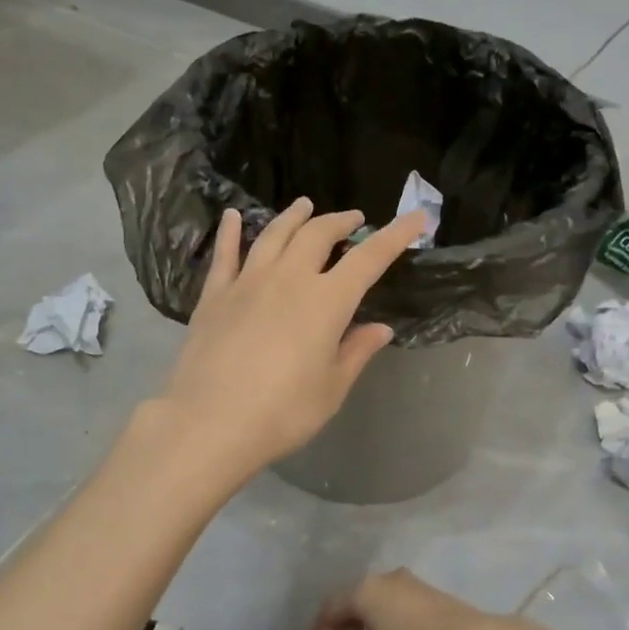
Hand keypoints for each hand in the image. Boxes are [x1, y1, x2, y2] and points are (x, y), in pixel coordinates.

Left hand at [155, 200, 425, 480]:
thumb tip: (380, 328)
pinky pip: (225, 255)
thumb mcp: (331, 388)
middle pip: (317, 235)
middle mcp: (288, 279)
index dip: (395, 235)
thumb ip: (356, 352)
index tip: (418, 217)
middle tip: (354, 219)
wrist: (210, 422)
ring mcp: (247, 283)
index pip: (369, 258)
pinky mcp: (214, 296)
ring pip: (274, 235)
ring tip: (305, 206)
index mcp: (326, 301)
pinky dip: (231, 232)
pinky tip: (233, 217)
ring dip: (294, 217)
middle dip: (341, 222)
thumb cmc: (283, 412)